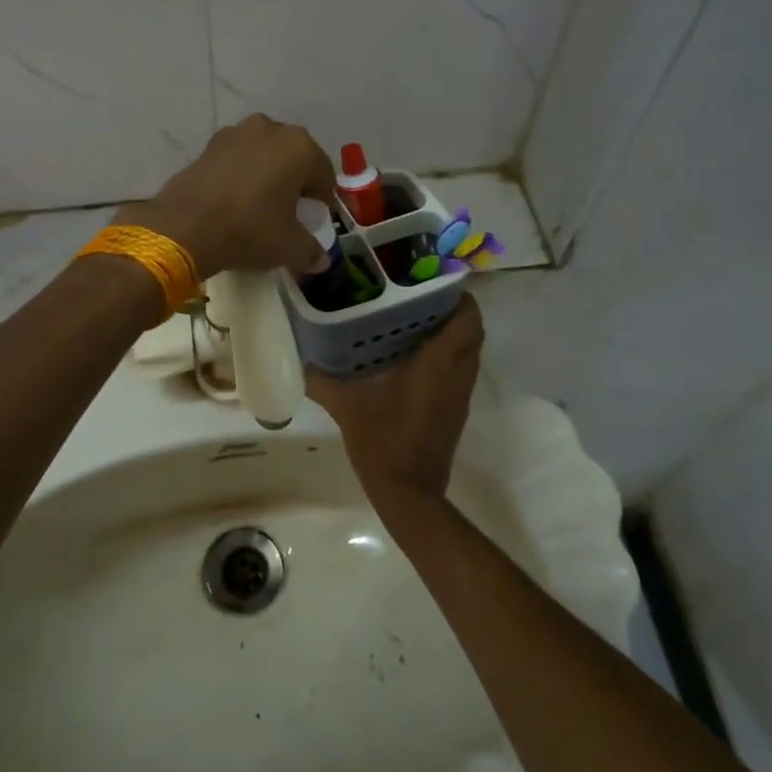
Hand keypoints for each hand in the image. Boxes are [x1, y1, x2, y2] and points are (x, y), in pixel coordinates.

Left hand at [116, 114, 335, 280]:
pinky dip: (241, 175)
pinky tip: (235, 200)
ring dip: (267, 175)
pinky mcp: (209, 144)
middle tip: (290, 212)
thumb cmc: (249, 230)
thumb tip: (322, 260)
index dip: (323, 201)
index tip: (316, 221)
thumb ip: (311, 251)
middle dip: (295, 183)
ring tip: (260, 205)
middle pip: (294, 159)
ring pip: (264, 155)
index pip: (324, 176)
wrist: (184, 226)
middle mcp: (271, 129)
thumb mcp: (289, 247)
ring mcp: (236, 132)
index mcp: (300, 147)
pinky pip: (237, 159)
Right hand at [309, 296, 483, 512]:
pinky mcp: (456, 408)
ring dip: (450, 330)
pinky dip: (445, 353)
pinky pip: (460, 367)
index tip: (428, 278)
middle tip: (415, 295)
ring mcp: (460, 393)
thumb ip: (321, 378)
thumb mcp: (347, 406)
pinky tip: (411, 354)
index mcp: (439, 363)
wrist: (410, 493)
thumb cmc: (383, 442)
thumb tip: (299, 355)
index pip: (467, 316)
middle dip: (451, 307)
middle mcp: (458, 373)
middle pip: (472, 328)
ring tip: (411, 317)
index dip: (456, 293)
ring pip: (468, 348)